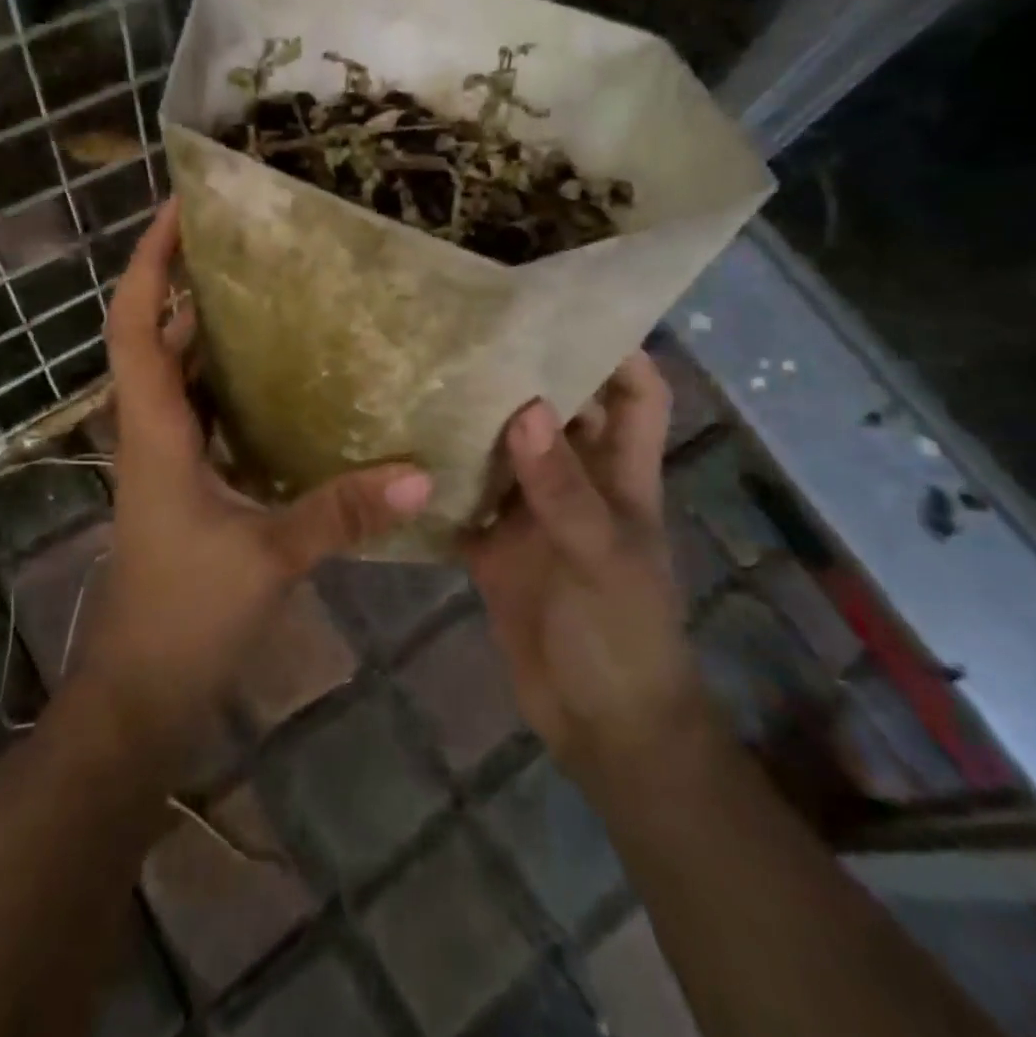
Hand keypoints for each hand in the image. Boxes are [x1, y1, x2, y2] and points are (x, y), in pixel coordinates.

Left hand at [81, 202, 432, 762]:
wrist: (144, 689)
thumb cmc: (184, 616)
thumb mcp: (268, 558)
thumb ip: (340, 513)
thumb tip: (421, 473)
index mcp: (155, 430)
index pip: (134, 324)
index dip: (148, 263)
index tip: (179, 208)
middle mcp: (155, 429)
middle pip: (157, 335)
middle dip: (190, 280)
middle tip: (252, 238)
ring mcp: (171, 456)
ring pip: (185, 372)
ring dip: (215, 328)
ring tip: (278, 288)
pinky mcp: (192, 481)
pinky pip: (211, 410)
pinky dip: (239, 380)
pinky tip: (293, 376)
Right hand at [464, 354, 705, 783]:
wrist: (600, 724)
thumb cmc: (623, 634)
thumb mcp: (599, 555)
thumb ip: (561, 487)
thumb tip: (525, 407)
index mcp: (620, 473)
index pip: (636, 393)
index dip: (617, 351)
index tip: (565, 311)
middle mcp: (576, 482)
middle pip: (557, 412)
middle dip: (524, 375)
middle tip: (468, 334)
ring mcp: (532, 514)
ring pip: (504, 453)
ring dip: (474, 425)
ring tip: (423, 380)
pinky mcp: (494, 547)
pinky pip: (465, 502)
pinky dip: (440, 484)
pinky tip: (399, 457)